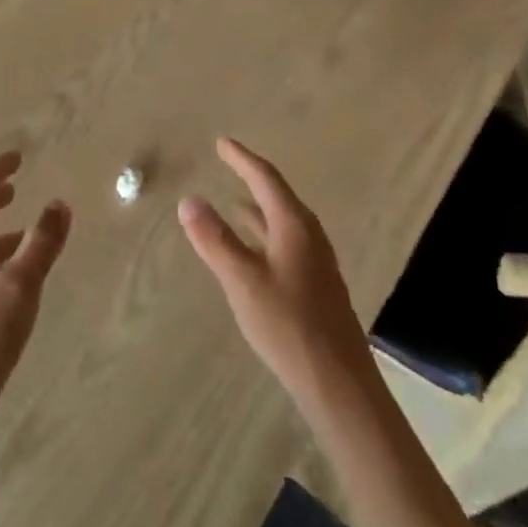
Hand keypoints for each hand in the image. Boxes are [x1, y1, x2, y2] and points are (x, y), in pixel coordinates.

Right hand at [178, 139, 376, 421]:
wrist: (339, 384)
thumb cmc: (288, 325)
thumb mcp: (242, 280)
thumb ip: (214, 239)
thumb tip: (189, 200)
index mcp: (294, 225)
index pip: (265, 178)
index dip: (241, 158)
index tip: (222, 142)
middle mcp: (309, 235)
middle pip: (278, 195)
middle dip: (252, 178)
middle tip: (229, 163)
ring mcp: (316, 261)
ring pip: (283, 221)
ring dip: (259, 208)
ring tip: (235, 203)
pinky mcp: (317, 284)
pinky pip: (286, 242)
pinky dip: (265, 233)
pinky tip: (255, 251)